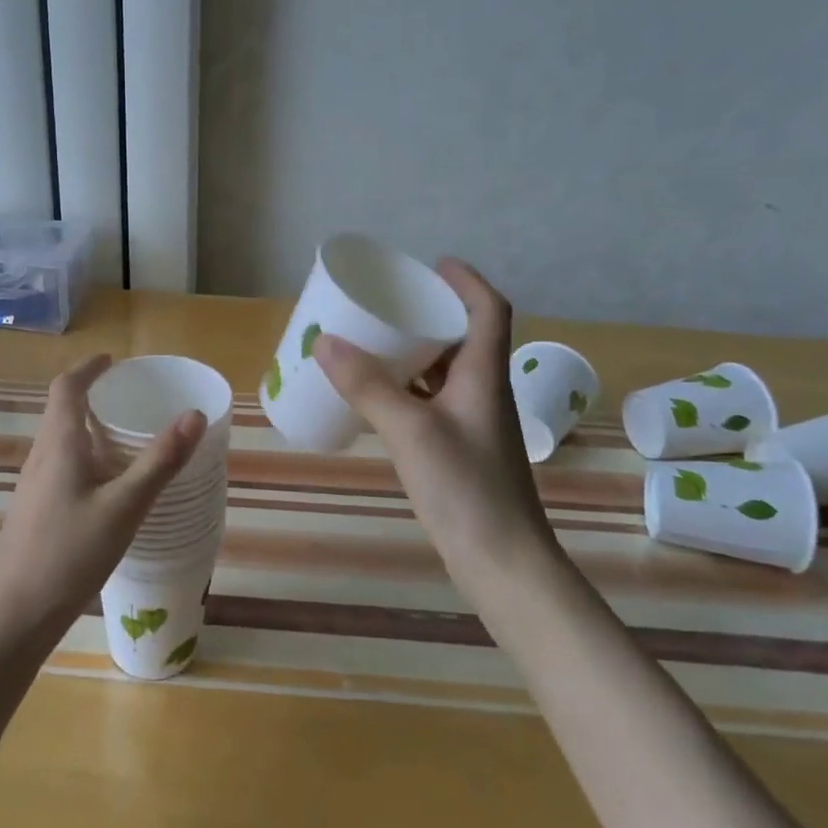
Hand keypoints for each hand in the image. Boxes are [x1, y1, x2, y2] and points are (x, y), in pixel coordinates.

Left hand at [0, 355, 207, 641]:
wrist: (13, 614)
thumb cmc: (69, 553)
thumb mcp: (125, 507)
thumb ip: (160, 461)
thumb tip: (194, 414)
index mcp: (58, 445)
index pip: (66, 388)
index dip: (88, 369)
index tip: (112, 361)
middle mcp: (40, 457)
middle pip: (61, 411)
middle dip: (91, 396)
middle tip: (128, 397)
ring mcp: (33, 487)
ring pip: (60, 442)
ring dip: (87, 428)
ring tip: (123, 438)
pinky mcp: (34, 512)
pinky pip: (60, 467)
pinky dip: (84, 458)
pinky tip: (106, 487)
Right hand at [312, 260, 552, 583]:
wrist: (502, 564)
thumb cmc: (466, 490)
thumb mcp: (412, 433)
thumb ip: (369, 388)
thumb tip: (325, 342)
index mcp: (484, 376)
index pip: (489, 310)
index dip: (466, 281)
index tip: (432, 264)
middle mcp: (483, 392)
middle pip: (463, 337)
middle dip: (428, 314)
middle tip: (386, 303)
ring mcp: (473, 423)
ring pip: (444, 371)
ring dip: (414, 352)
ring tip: (373, 342)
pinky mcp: (460, 450)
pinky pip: (431, 402)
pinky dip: (407, 389)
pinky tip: (377, 396)